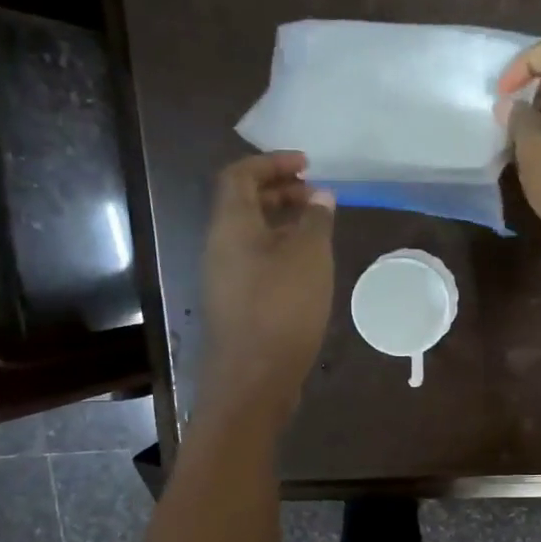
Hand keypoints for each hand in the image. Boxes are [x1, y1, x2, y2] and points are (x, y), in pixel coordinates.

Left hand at [199, 152, 335, 426]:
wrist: (254, 377)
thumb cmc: (282, 308)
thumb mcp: (309, 256)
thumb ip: (316, 220)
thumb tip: (320, 196)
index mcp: (231, 225)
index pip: (240, 175)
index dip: (271, 163)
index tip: (307, 165)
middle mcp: (220, 246)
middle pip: (244, 203)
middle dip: (280, 191)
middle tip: (317, 195)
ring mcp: (226, 277)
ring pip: (252, 234)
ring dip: (283, 222)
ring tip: (319, 227)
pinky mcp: (237, 302)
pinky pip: (257, 260)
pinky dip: (282, 250)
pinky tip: (309, 265)